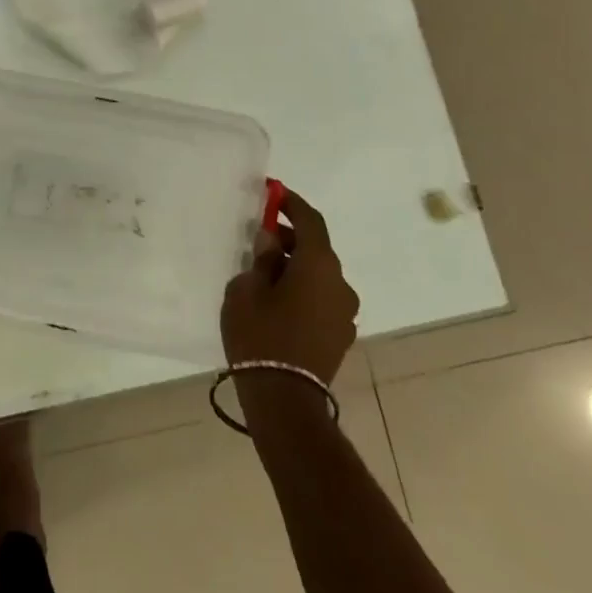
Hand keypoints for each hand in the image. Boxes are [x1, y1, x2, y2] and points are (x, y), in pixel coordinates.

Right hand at [220, 189, 359, 385]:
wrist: (284, 400)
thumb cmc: (260, 336)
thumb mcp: (246, 290)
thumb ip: (261, 260)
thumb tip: (271, 243)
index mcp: (319, 265)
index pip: (310, 221)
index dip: (291, 203)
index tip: (273, 192)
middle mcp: (340, 283)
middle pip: (316, 248)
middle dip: (289, 238)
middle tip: (259, 235)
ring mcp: (345, 312)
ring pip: (320, 275)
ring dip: (296, 265)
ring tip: (264, 271)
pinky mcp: (340, 335)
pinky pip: (322, 298)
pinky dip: (303, 288)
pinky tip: (278, 300)